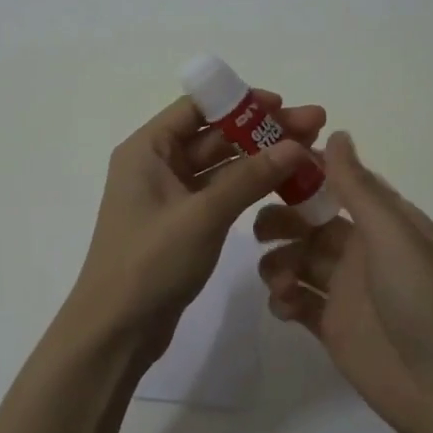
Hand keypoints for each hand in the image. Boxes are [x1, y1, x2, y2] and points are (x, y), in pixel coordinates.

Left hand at [66, 91, 325, 368]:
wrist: (117, 329)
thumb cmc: (150, 262)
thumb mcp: (203, 215)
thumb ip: (250, 178)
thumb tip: (297, 146)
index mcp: (147, 149)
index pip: (197, 107)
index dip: (241, 102)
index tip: (283, 105)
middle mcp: (156, 165)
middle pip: (215, 135)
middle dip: (263, 131)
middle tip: (316, 126)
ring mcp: (170, 196)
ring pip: (222, 166)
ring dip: (262, 159)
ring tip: (311, 155)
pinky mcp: (183, 224)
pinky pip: (221, 194)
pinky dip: (251, 188)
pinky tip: (286, 185)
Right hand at [255, 131, 432, 432]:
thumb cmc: (425, 301)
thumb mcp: (394, 235)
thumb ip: (359, 188)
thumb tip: (336, 133)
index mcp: (386, 223)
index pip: (339, 185)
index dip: (305, 174)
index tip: (268, 166)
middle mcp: (364, 250)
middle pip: (311, 222)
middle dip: (282, 220)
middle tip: (260, 230)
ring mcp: (346, 290)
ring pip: (298, 260)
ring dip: (278, 261)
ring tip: (278, 279)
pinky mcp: (331, 326)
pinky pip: (296, 300)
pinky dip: (282, 298)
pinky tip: (284, 305)